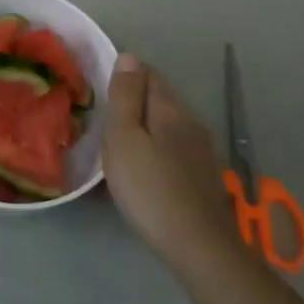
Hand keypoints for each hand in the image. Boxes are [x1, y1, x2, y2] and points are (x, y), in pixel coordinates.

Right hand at [104, 54, 236, 268]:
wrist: (198, 246)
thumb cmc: (149, 187)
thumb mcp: (124, 137)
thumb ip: (126, 96)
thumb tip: (128, 56)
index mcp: (170, 109)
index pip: (148, 74)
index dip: (124, 75)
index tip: (100, 88)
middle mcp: (191, 123)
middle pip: (159, 99)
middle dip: (134, 101)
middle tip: (103, 117)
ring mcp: (201, 151)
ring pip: (167, 125)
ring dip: (144, 127)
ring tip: (118, 143)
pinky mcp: (203, 177)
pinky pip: (173, 149)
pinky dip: (156, 149)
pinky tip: (144, 168)